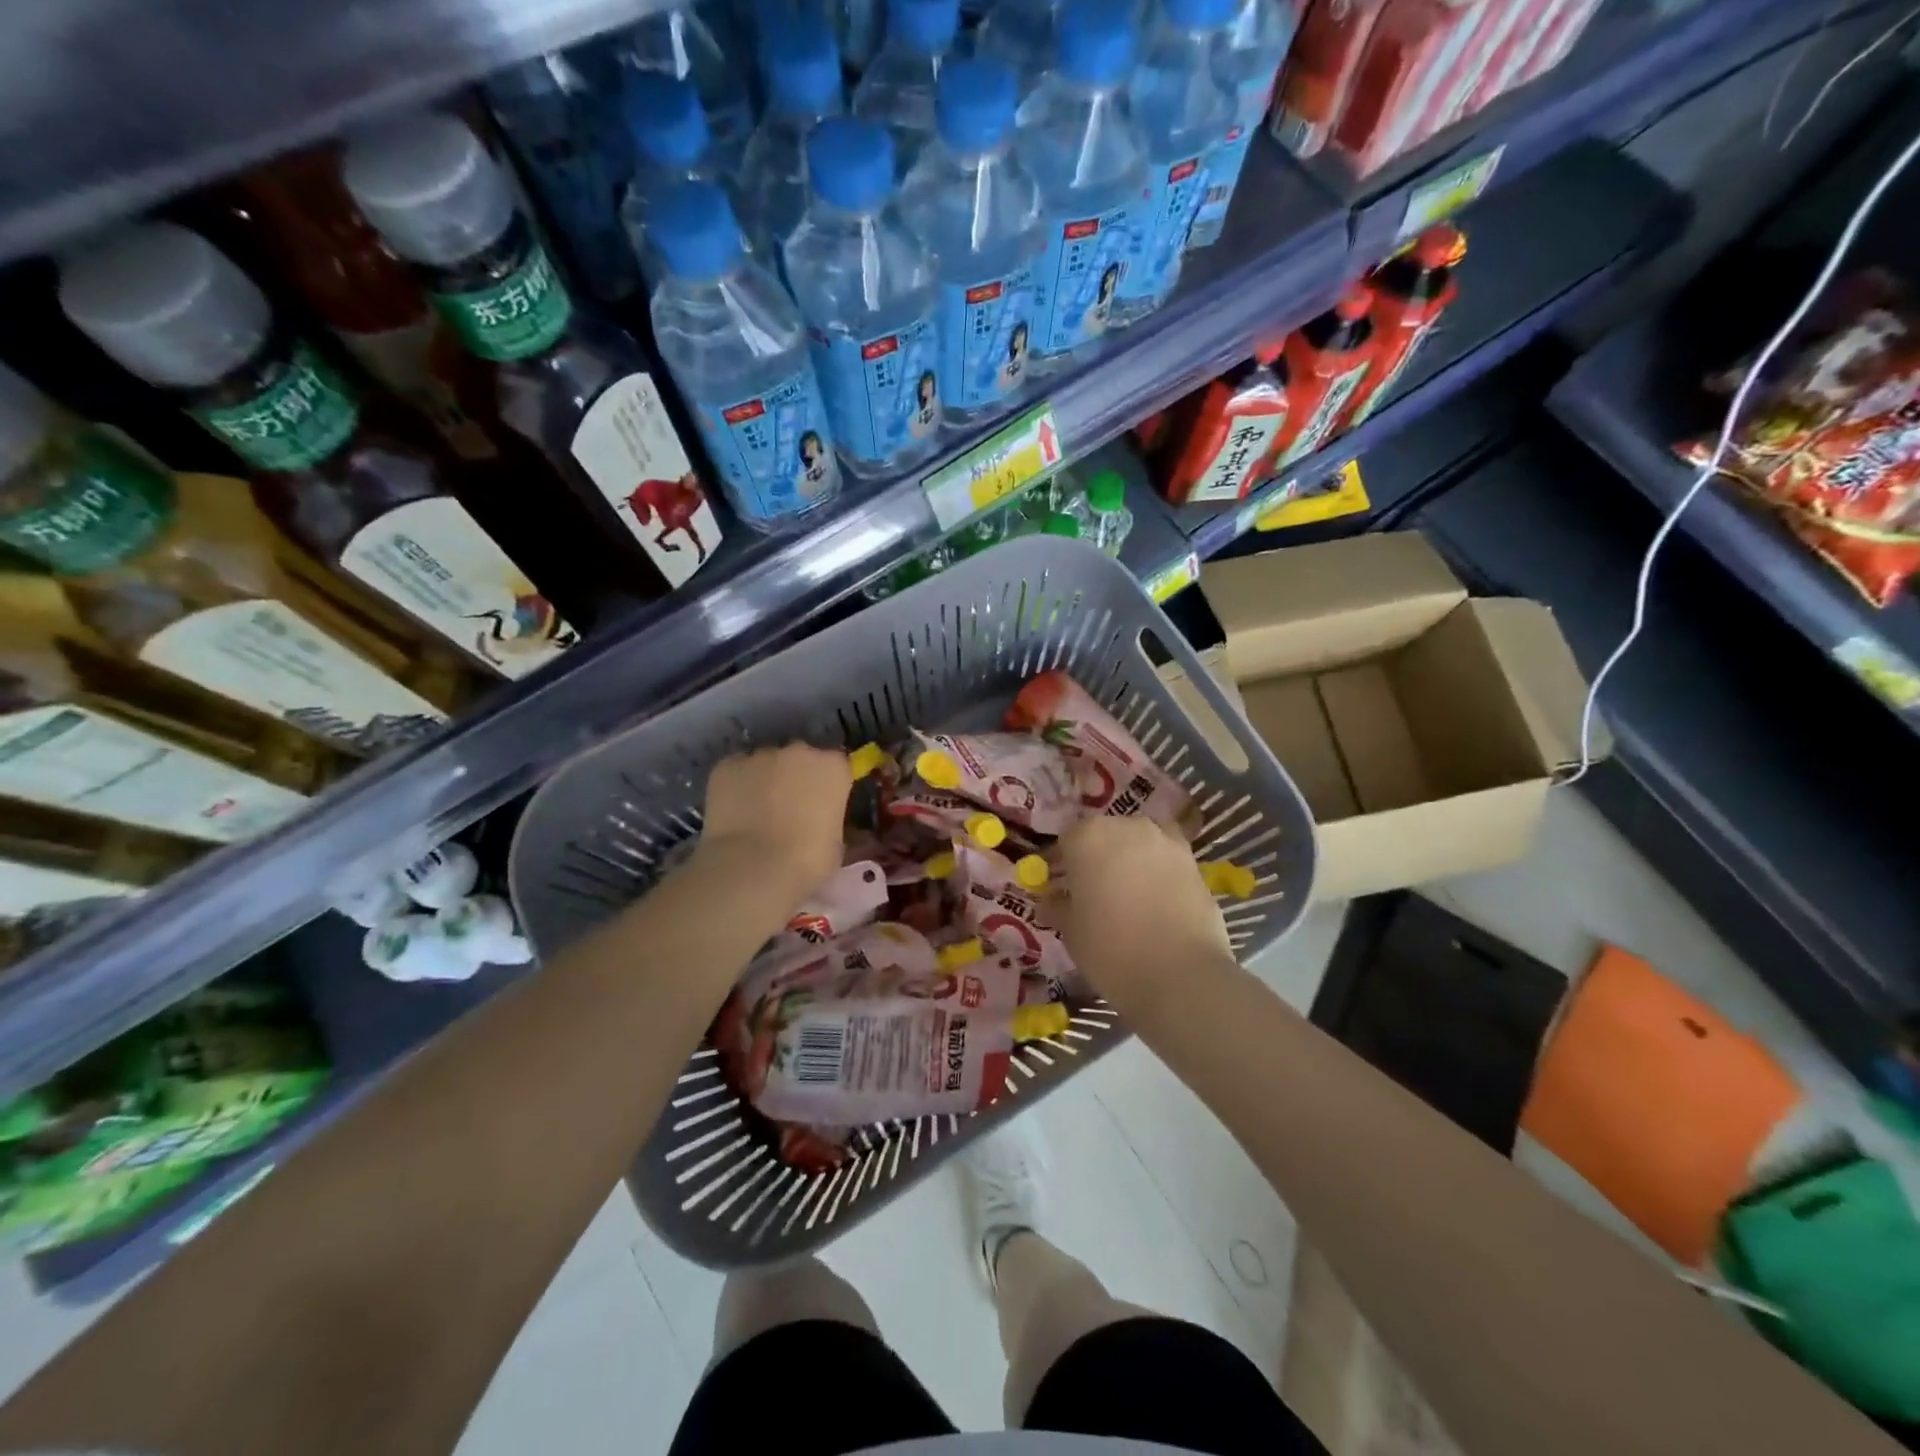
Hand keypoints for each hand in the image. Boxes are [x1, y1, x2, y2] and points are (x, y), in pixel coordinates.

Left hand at [696, 744, 850, 899]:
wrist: (752, 867)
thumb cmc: (806, 860)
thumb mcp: (835, 844)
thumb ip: (830, 820)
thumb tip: (821, 821)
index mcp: (833, 767)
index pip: (835, 766)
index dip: (827, 785)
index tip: (821, 805)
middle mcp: (799, 751)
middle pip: (800, 758)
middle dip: (795, 777)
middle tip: (789, 808)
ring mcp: (760, 755)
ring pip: (765, 763)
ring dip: (764, 780)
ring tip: (756, 813)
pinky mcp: (727, 765)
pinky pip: (735, 772)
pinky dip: (736, 786)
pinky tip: (733, 812)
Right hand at [1053, 815, 1235, 1021]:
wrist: (1181, 976)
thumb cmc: (1110, 949)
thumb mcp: (1071, 931)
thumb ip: (1058, 906)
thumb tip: (1051, 901)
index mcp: (1088, 836)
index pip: (1067, 840)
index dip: (1061, 864)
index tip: (1059, 887)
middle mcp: (1128, 827)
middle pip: (1105, 835)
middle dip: (1097, 858)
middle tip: (1093, 892)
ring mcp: (1166, 842)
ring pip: (1139, 845)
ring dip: (1131, 862)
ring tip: (1128, 897)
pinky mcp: (1195, 863)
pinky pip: (1166, 862)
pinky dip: (1159, 874)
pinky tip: (1156, 904)